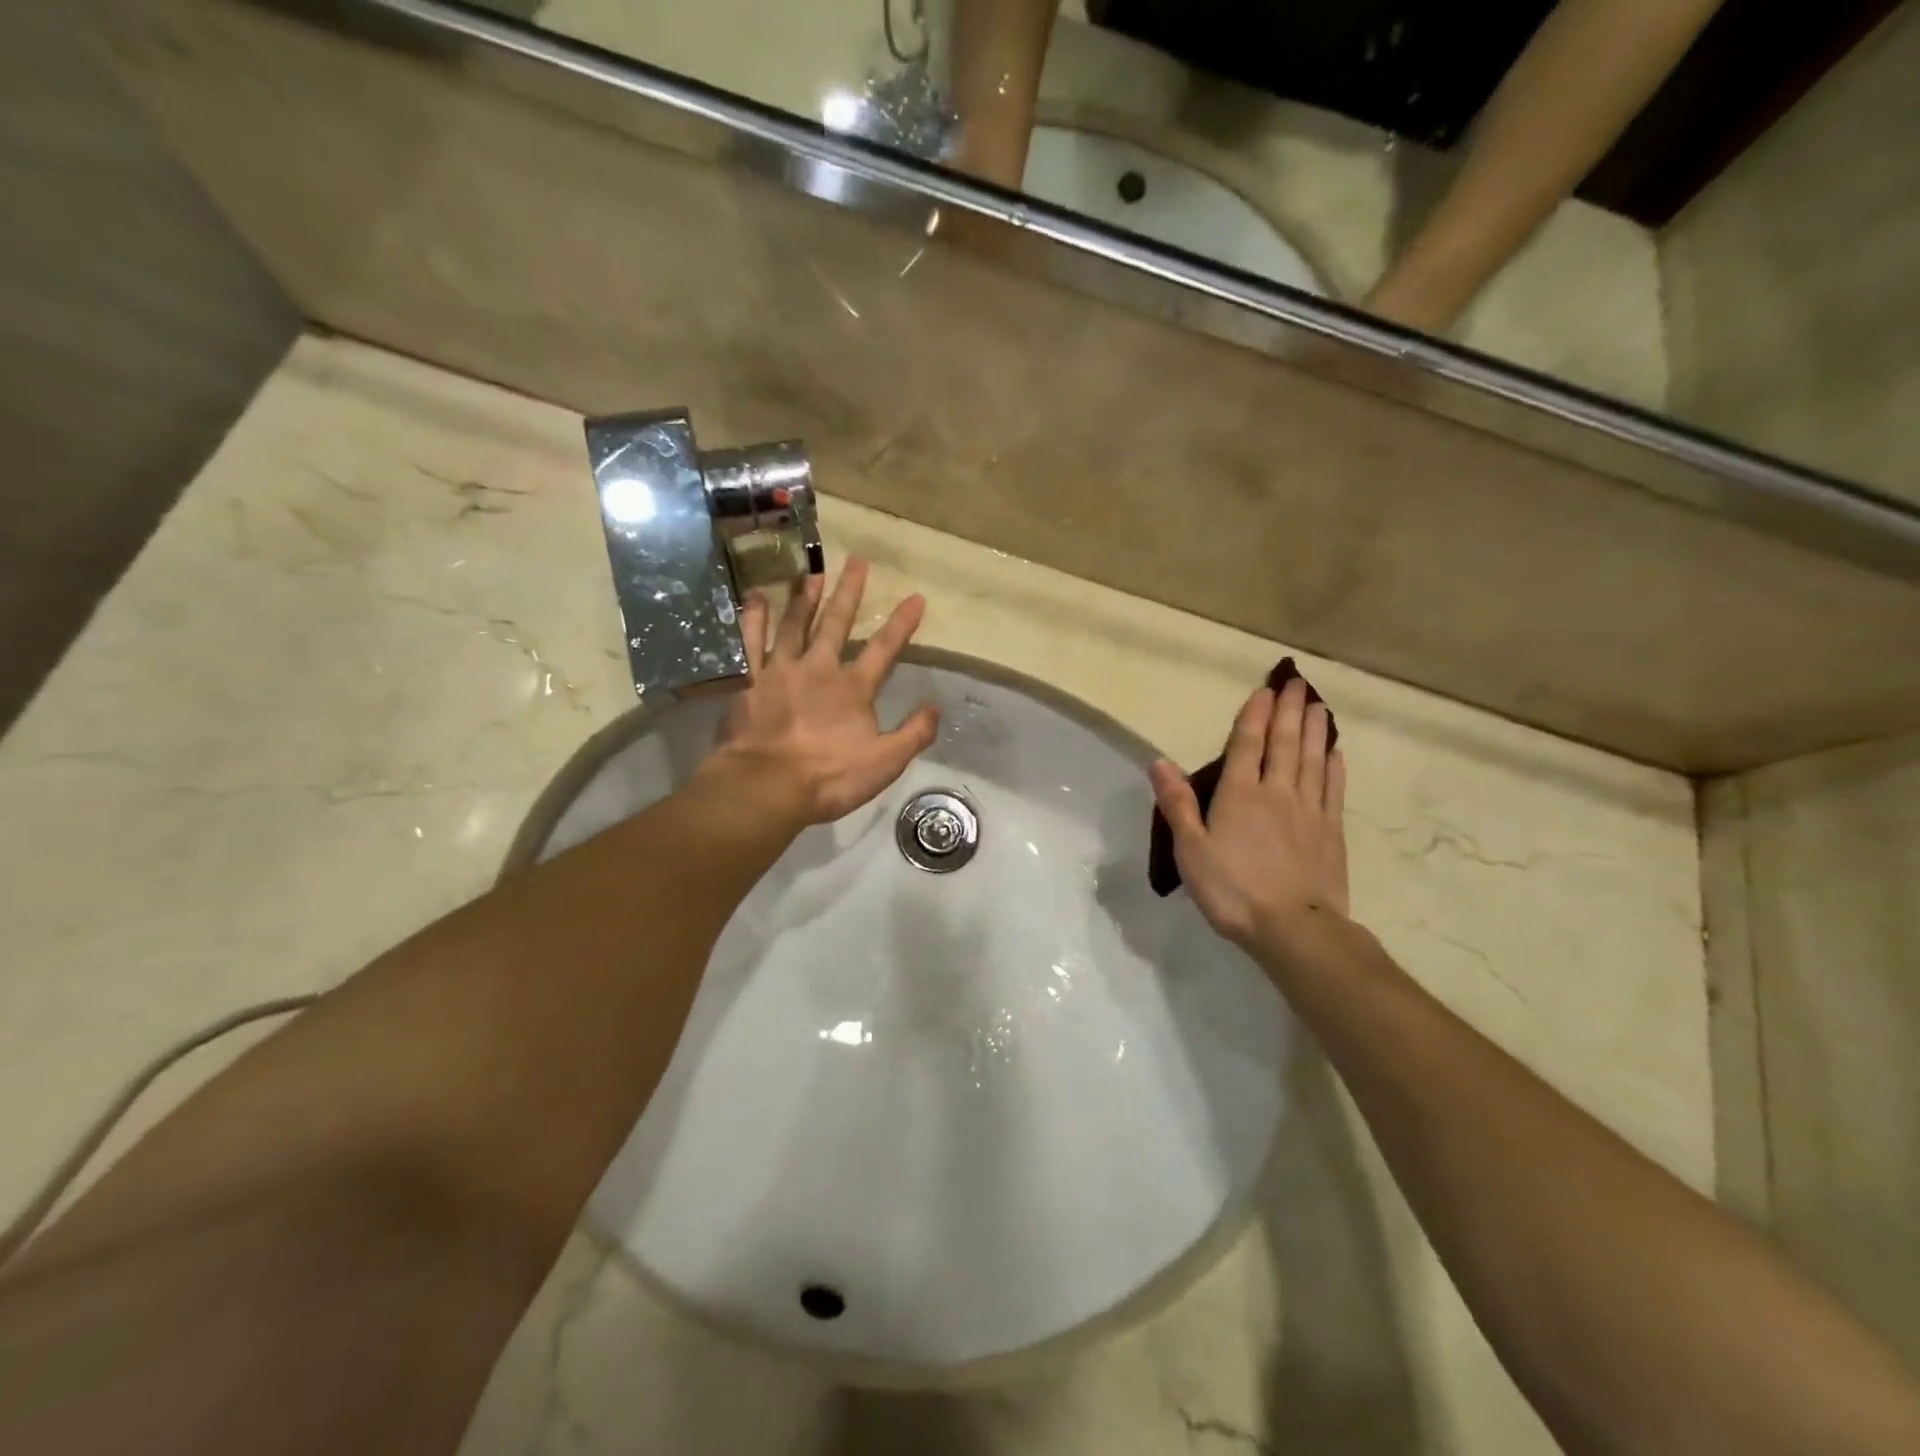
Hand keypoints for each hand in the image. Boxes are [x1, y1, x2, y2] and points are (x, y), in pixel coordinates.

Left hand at [706, 558, 939, 826]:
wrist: (767, 787)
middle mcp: (819, 669)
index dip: (901, 624)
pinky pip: (749, 643)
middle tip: (857, 561)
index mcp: (853, 688)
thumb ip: (914, 734)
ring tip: (812, 572)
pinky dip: (752, 619)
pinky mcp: (748, 681)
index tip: (915, 597)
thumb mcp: (885, 763)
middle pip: (836, 624)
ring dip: (804, 597)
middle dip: (850, 592)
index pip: (884, 649)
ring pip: (794, 624)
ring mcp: (780, 671)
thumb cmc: (828, 778)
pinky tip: (753, 597)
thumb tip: (935, 707)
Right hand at [1149, 678, 1349, 955]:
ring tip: (1319, 705)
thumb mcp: (1190, 850)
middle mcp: (1277, 793)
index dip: (1255, 715)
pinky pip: (1333, 789)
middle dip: (1290, 711)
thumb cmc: (1232, 890)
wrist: (1294, 928)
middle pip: (1285, 744)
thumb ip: (1177, 804)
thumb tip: (1160, 762)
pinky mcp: (1331, 832)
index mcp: (1239, 795)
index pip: (1247, 745)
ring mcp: (1309, 811)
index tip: (1266, 690)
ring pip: (1312, 760)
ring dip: (1314, 730)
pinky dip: (1333, 766)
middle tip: (1298, 683)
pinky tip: (1335, 752)